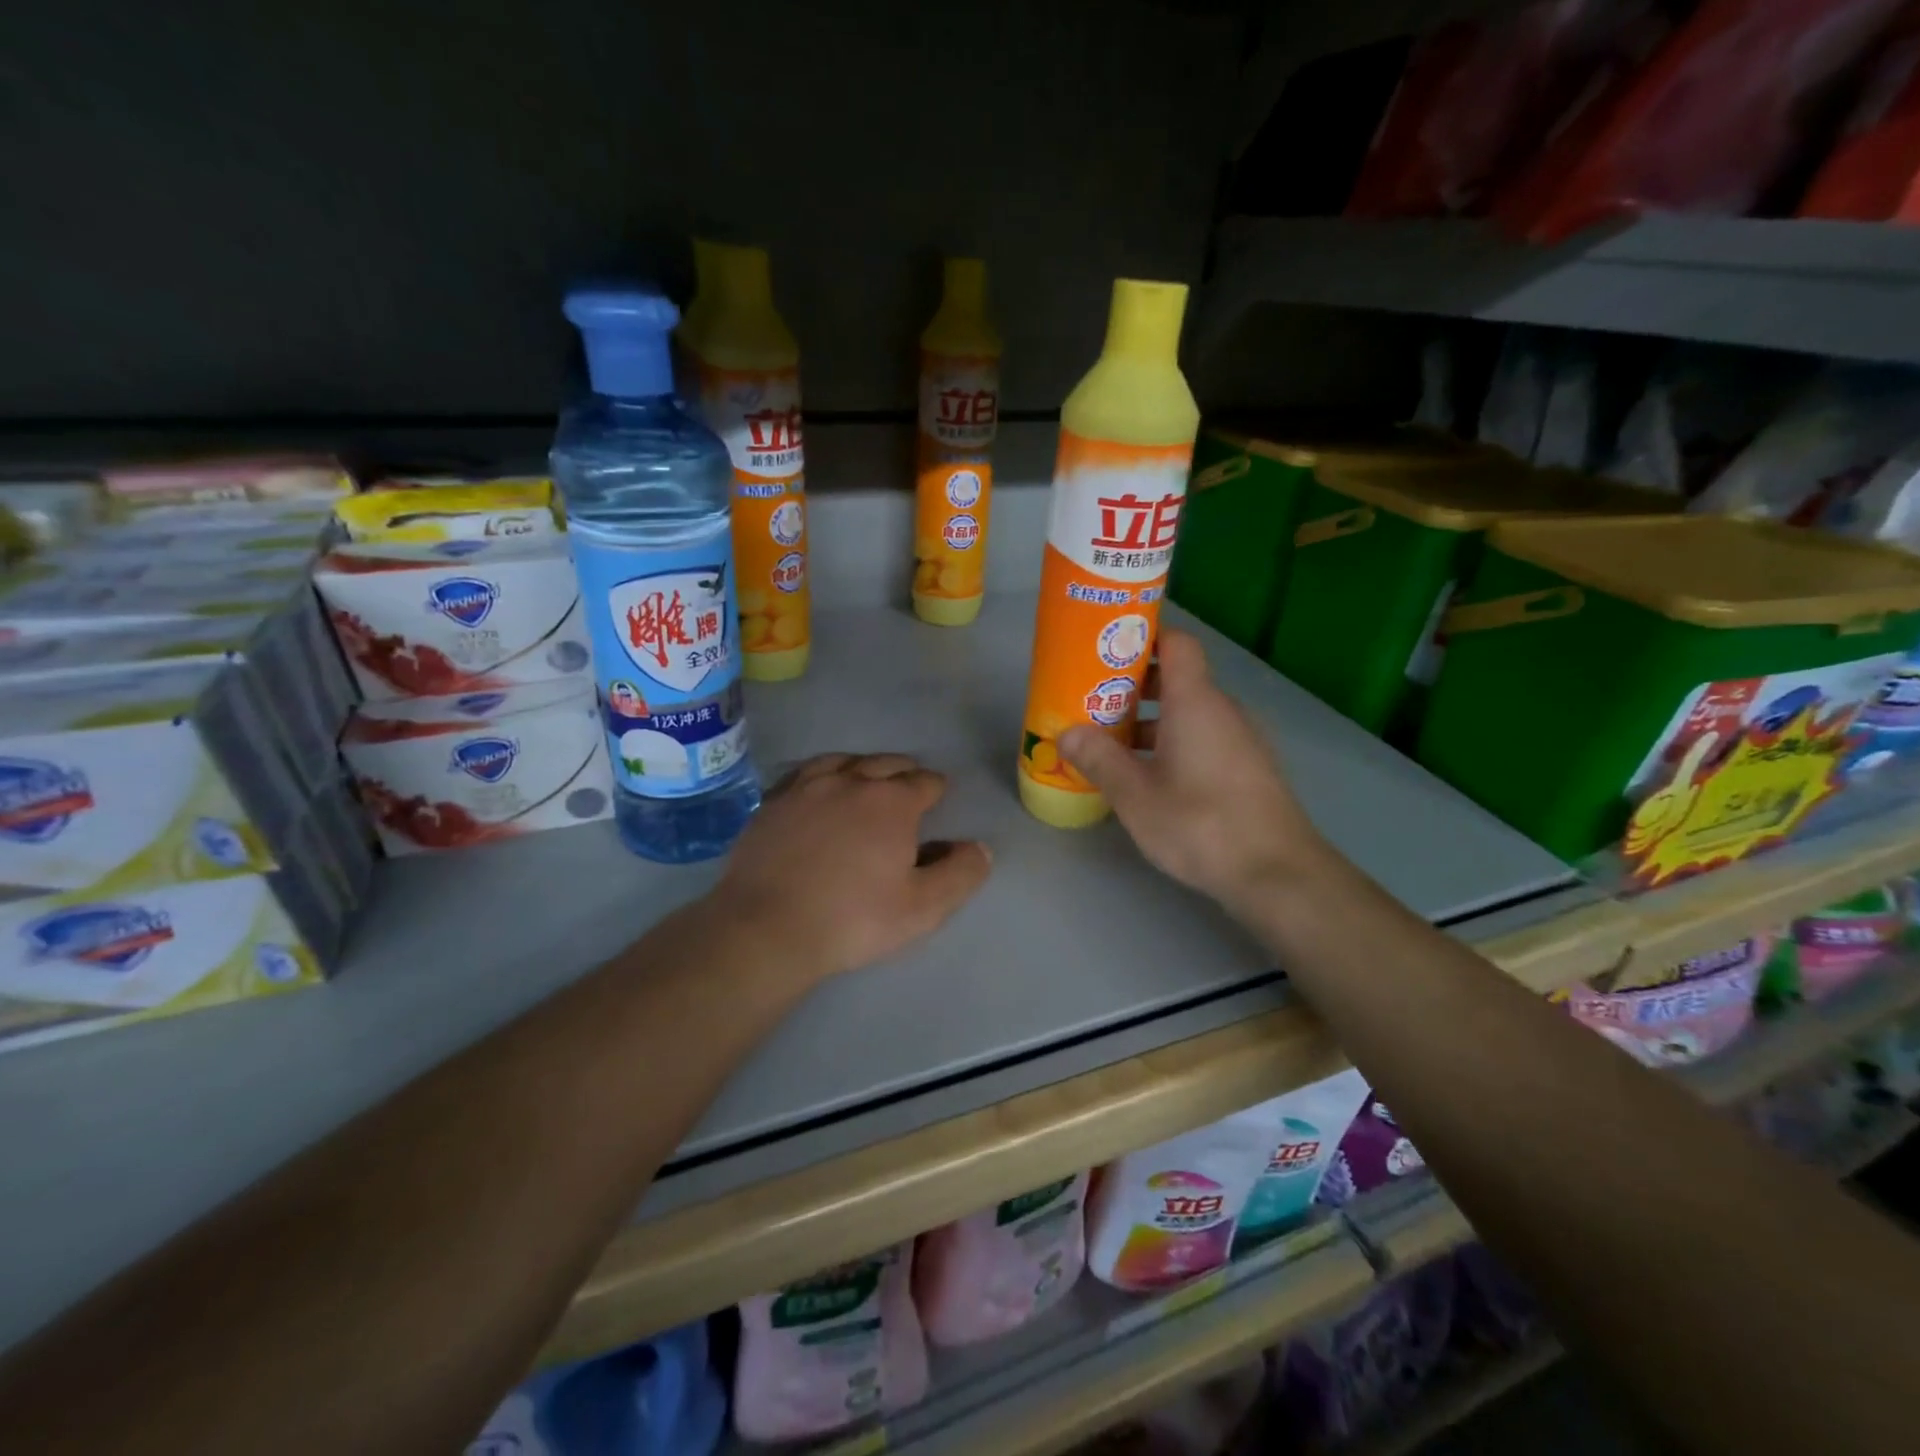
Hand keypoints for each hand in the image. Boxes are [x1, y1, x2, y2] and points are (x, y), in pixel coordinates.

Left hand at [710, 753, 992, 982]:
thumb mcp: (922, 908)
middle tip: (907, 787)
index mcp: (892, 802)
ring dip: (862, 767)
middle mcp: (850, 781)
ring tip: (866, 779)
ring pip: (843, 760)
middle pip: (886, 763)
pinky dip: (821, 775)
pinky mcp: (772, 802)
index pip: (925, 782)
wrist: (765, 928)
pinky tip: (818, 788)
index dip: (936, 790)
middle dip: (903, 772)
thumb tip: (979, 848)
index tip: (937, 800)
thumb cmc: (852, 919)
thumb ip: (959, 874)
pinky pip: (804, 773)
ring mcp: (806, 787)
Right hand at [1061, 630, 1332, 916]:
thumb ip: (1099, 758)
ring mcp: (1242, 739)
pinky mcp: (1249, 768)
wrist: (1277, 874)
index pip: (1176, 642)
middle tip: (1093, 704)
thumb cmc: (1200, 823)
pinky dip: (1174, 744)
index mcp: (1195, 701)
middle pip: (1178, 678)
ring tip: (1111, 746)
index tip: (1105, 651)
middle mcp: (1223, 710)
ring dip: (1151, 721)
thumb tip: (1067, 732)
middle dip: (1133, 687)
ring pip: (1190, 713)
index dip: (1143, 638)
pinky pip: (1205, 738)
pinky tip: (1149, 778)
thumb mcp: (1135, 795)